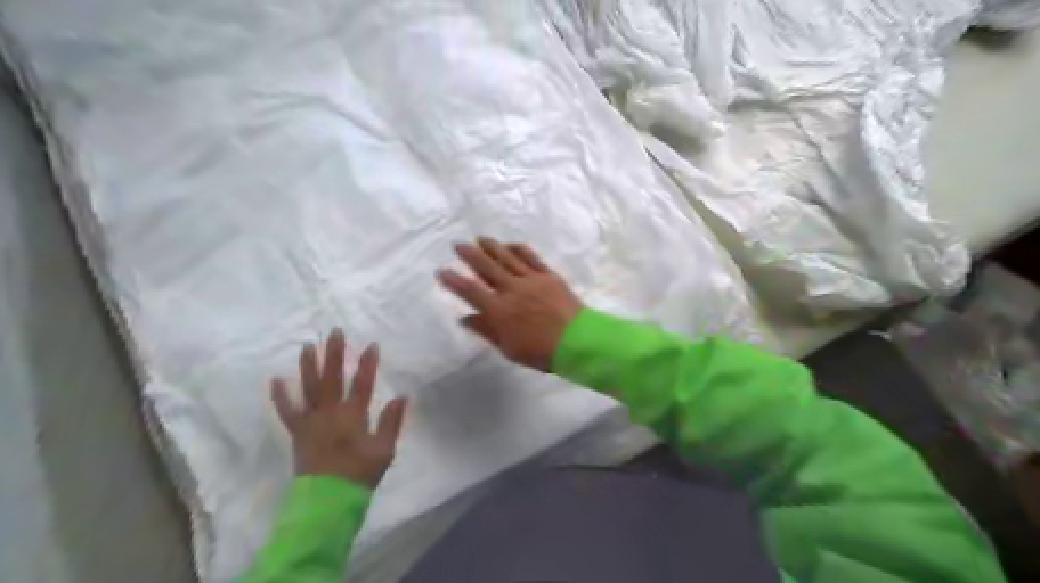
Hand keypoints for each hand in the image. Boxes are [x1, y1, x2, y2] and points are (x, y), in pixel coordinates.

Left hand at [272, 331, 406, 489]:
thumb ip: (392, 422)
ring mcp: (311, 421)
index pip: (363, 384)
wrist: (328, 501)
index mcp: (353, 417)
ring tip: (308, 345)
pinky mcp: (298, 432)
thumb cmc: (360, 475)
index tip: (372, 345)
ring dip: (308, 366)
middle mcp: (330, 413)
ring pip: (309, 389)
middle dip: (335, 354)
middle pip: (333, 378)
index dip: (368, 364)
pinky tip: (276, 380)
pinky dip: (281, 396)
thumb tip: (402, 396)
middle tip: (335, 332)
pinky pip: (287, 411)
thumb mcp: (384, 450)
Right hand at [437, 236, 582, 371]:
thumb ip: (486, 331)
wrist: (577, 341)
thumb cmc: (541, 352)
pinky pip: (530, 257)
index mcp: (499, 310)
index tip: (442, 270)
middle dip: (470, 255)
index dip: (454, 280)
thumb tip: (465, 318)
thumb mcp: (508, 348)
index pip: (470, 291)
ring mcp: (530, 279)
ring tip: (480, 238)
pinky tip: (510, 244)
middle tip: (458, 244)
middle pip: (486, 268)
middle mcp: (511, 290)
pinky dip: (518, 249)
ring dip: (492, 247)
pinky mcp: (548, 275)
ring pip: (507, 258)